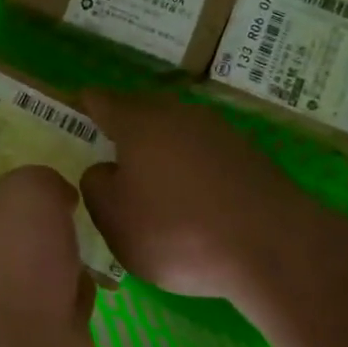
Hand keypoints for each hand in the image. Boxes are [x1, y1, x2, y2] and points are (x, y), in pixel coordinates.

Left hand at [0, 166, 98, 346]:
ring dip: (71, 266)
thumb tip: (59, 197)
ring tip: (96, 249)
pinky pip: (71, 308)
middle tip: (82, 216)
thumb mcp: (29, 189)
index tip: (60, 186)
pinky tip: (97, 289)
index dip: (29, 194)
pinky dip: (83, 299)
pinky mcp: (48, 342)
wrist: (26, 346)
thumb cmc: (18, 255)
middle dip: (53, 231)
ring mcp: (16, 310)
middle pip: (27, 240)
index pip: (0, 205)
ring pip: (51, 274)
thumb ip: (43, 181)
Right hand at [80, 90, 313, 309]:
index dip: (84, 105)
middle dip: (123, 127)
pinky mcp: (248, 156)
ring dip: (160, 148)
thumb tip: (103, 170)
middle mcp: (178, 114)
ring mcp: (218, 132)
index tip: (73, 112)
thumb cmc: (178, 230)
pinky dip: (190, 167)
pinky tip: (190, 197)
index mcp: (139, 122)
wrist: (274, 246)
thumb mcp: (115, 218)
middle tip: (108, 150)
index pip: (101, 100)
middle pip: (141, 111)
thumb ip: (96, 187)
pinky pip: (203, 153)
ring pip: (176, 131)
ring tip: (149, 178)